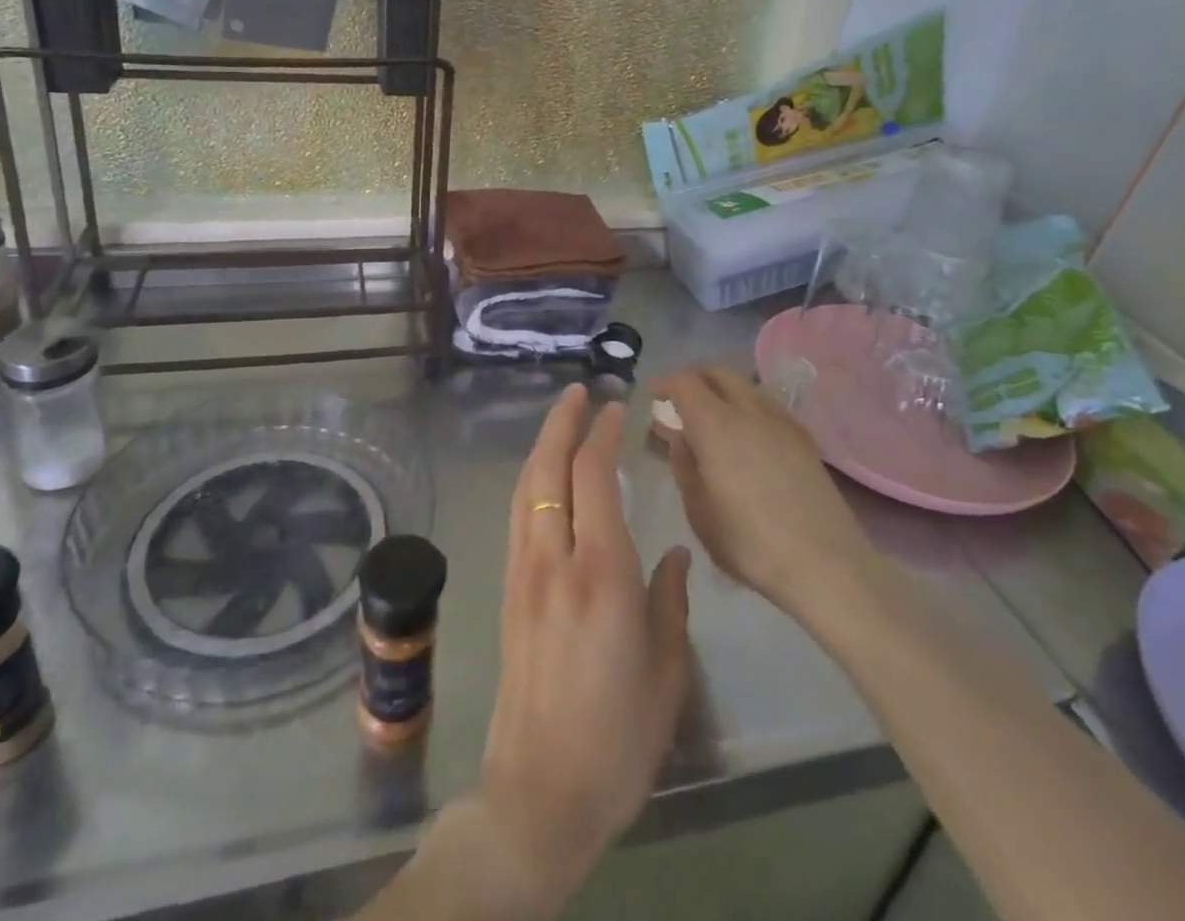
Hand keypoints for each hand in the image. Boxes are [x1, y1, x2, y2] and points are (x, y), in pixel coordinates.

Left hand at [476, 385, 691, 914]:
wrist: (540, 792)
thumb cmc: (618, 738)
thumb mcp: (667, 673)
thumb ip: (671, 602)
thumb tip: (676, 555)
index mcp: (601, 574)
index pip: (593, 477)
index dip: (602, 434)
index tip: (616, 407)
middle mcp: (554, 560)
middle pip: (549, 470)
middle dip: (562, 423)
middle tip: (579, 392)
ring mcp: (524, 574)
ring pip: (526, 489)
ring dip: (542, 446)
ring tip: (561, 420)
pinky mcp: (508, 592)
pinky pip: (518, 516)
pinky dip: (531, 481)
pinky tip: (543, 479)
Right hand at [655, 366, 867, 617]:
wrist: (826, 564)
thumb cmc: (749, 542)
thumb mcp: (698, 511)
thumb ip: (684, 466)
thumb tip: (680, 438)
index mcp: (715, 423)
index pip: (684, 382)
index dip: (665, 384)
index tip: (653, 397)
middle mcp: (749, 410)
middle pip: (719, 373)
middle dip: (695, 380)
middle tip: (680, 403)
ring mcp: (782, 421)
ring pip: (746, 386)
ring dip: (724, 391)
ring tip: (713, 419)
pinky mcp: (805, 438)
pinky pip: (768, 405)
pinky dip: (748, 407)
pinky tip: (746, 437)